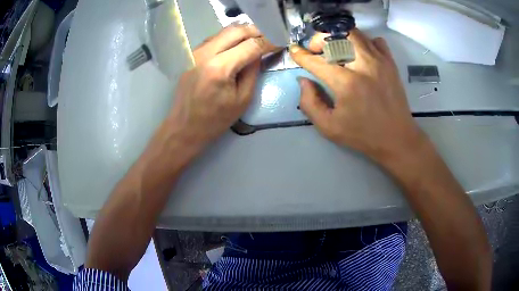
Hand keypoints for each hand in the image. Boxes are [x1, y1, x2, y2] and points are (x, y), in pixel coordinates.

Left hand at [167, 24, 275, 149]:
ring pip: (225, 31)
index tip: (279, 43)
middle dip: (257, 31)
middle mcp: (205, 54)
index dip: (269, 42)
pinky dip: (230, 38)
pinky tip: (238, 46)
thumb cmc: (215, 119)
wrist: (185, 126)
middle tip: (269, 38)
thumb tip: (260, 53)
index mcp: (220, 68)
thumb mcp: (243, 99)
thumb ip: (253, 71)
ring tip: (257, 40)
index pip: (251, 45)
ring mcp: (195, 52)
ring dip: (243, 33)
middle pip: (237, 30)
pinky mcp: (191, 54)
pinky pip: (215, 38)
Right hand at [290, 29, 426, 164]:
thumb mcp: (329, 127)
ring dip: (340, 37)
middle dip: (321, 38)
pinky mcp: (391, 62)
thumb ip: (309, 103)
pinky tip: (360, 55)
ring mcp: (379, 61)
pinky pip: (375, 40)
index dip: (301, 55)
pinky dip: (364, 42)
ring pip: (355, 33)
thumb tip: (303, 80)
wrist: (397, 138)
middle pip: (337, 35)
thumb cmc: (363, 135)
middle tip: (317, 50)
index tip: (294, 51)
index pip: (317, 60)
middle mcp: (363, 65)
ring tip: (336, 50)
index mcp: (346, 83)